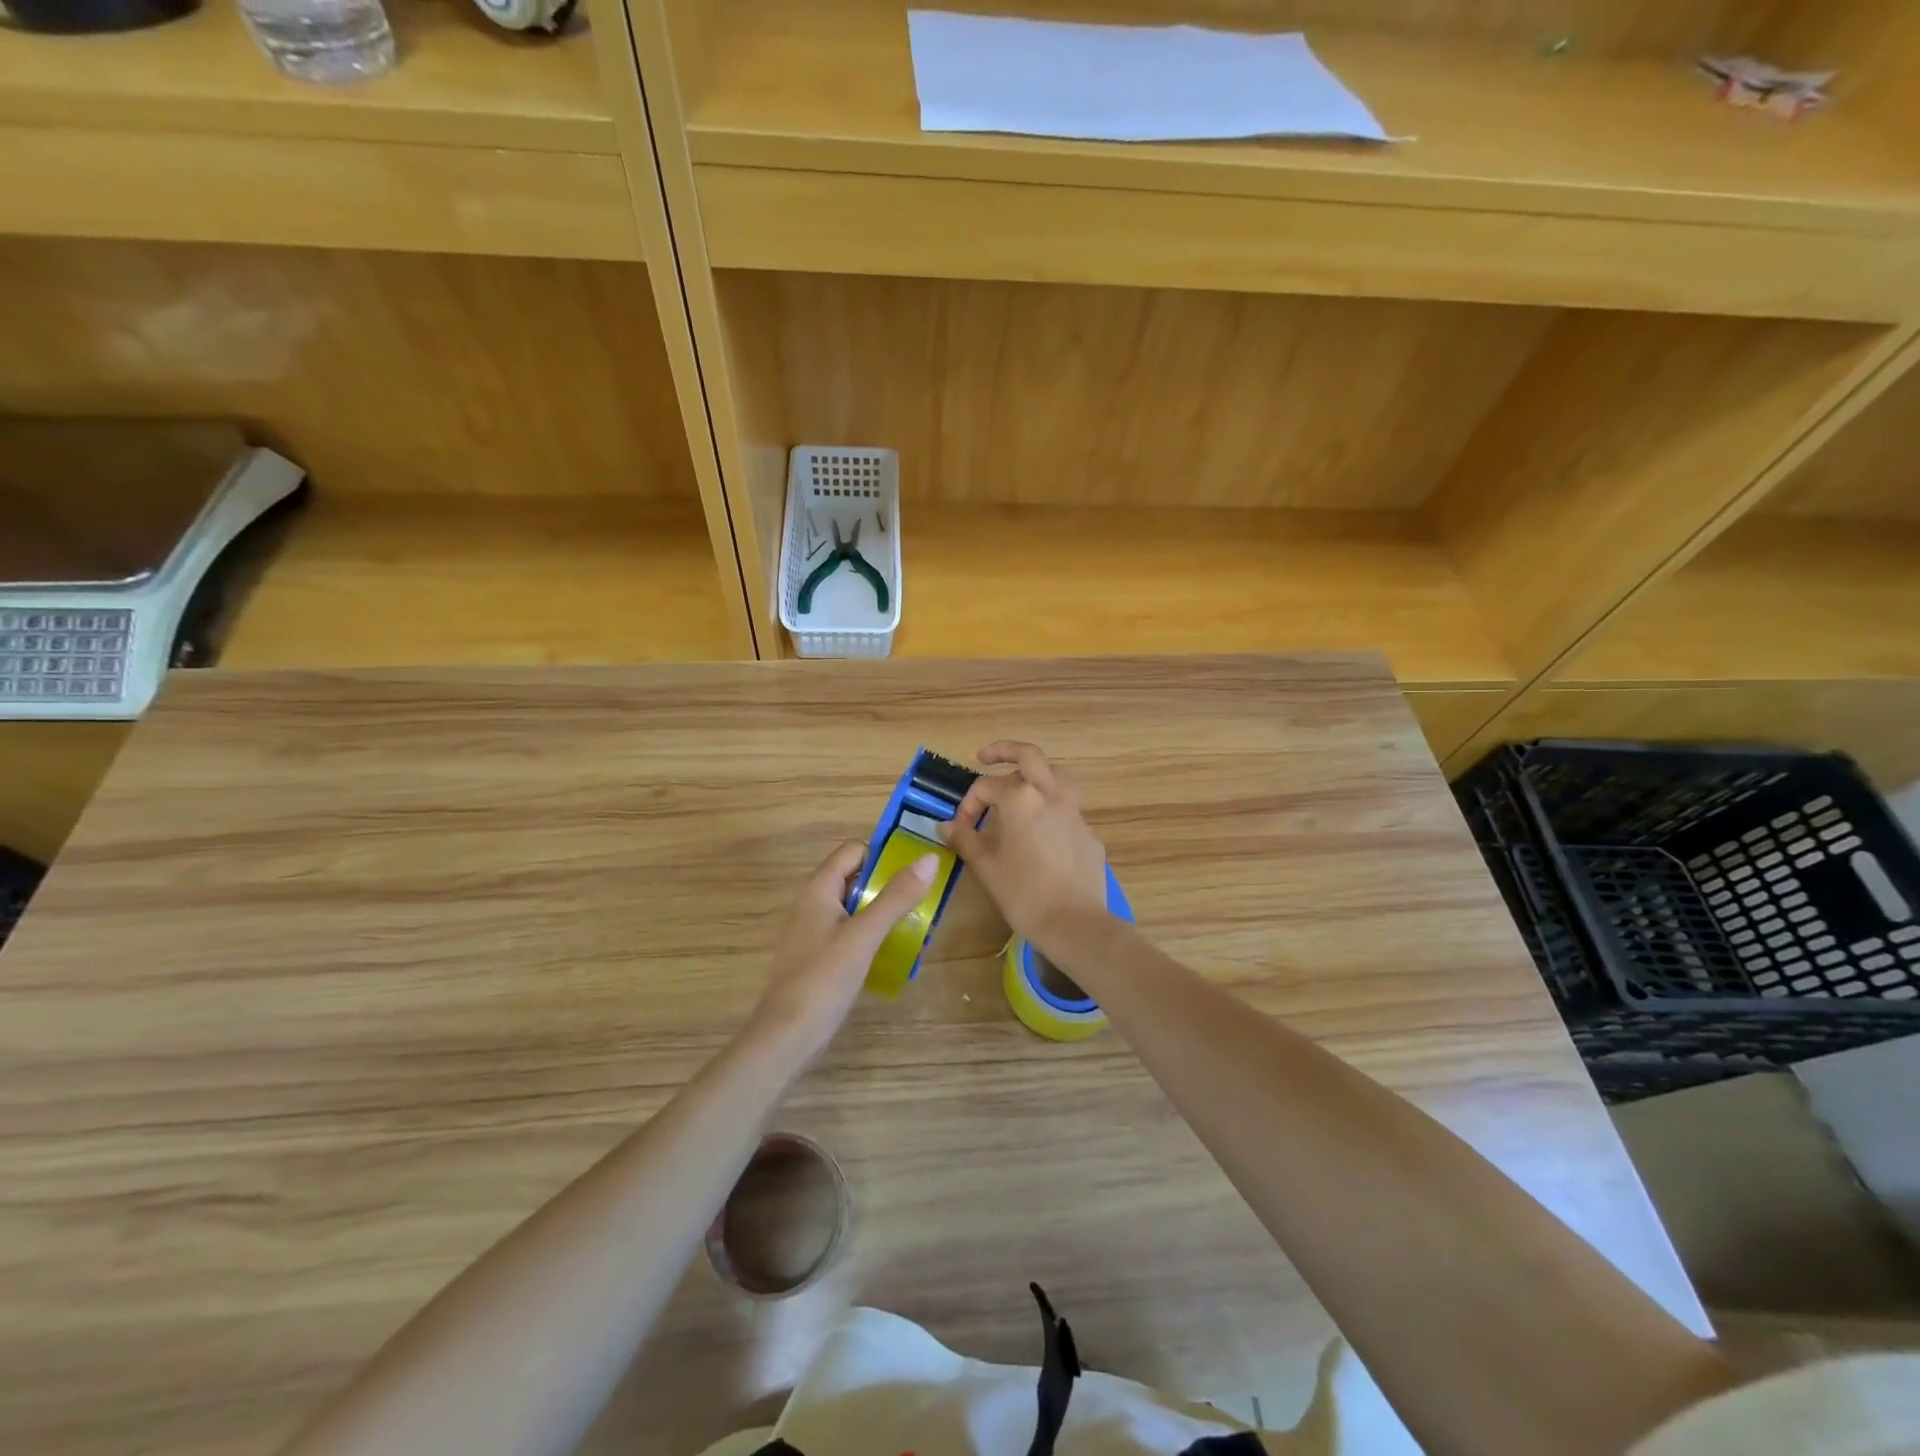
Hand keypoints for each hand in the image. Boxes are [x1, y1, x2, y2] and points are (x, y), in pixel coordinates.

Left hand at [750, 839, 937, 1056]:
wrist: (786, 1037)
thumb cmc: (824, 978)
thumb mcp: (865, 934)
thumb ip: (897, 896)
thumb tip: (929, 858)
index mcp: (819, 887)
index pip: (855, 850)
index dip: (884, 857)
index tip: (915, 876)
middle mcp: (813, 902)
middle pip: (857, 877)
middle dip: (890, 887)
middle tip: (923, 904)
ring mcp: (814, 930)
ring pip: (856, 906)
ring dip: (884, 913)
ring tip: (916, 930)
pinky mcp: (819, 955)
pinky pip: (850, 931)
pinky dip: (872, 935)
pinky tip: (892, 955)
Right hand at [944, 741, 1109, 948]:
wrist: (1076, 924)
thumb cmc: (1024, 895)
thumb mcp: (986, 867)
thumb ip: (965, 839)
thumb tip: (946, 825)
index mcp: (1021, 799)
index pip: (986, 786)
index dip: (969, 804)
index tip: (961, 828)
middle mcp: (1050, 795)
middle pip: (1030, 756)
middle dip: (1005, 751)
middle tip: (986, 757)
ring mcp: (1074, 812)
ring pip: (1055, 776)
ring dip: (1035, 774)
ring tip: (1019, 786)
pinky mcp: (1089, 833)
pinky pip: (1067, 808)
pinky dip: (1049, 808)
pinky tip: (1040, 832)